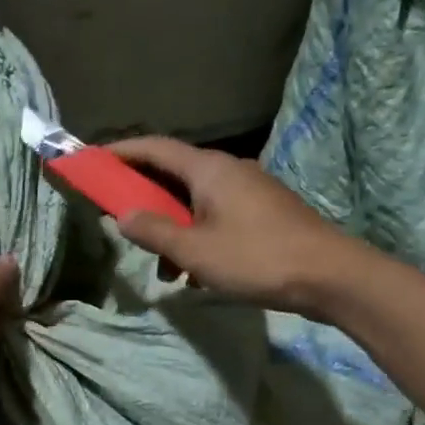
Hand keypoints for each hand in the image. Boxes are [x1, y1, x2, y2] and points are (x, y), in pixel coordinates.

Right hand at [109, 137, 357, 316]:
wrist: (330, 276)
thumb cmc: (256, 258)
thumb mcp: (195, 251)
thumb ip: (154, 231)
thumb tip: (123, 216)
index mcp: (209, 169)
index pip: (155, 148)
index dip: (122, 151)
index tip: (93, 160)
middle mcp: (229, 171)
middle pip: (174, 175)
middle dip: (144, 199)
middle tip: (119, 219)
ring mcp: (250, 192)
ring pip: (195, 203)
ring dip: (172, 229)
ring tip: (163, 269)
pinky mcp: (263, 214)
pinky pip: (217, 217)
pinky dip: (197, 238)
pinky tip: (195, 275)